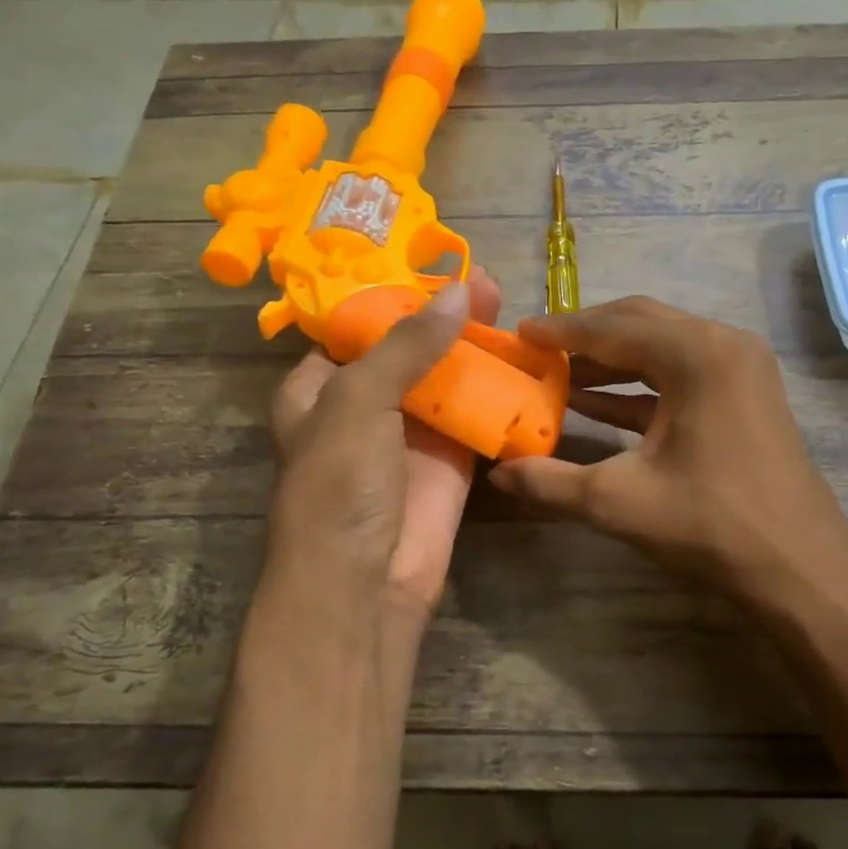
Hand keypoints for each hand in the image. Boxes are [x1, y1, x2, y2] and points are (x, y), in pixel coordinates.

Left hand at [267, 269, 502, 630]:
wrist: (365, 583)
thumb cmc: (340, 483)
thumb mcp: (358, 400)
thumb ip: (407, 344)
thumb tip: (459, 291)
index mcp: (319, 387)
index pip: (354, 328)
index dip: (392, 296)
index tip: (434, 265)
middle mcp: (365, 406)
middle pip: (409, 349)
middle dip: (444, 317)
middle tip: (487, 285)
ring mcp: (411, 435)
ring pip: (447, 380)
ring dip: (475, 349)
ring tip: (509, 309)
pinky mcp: (450, 462)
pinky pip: (476, 418)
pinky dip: (498, 394)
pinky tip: (527, 363)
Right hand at [489, 297, 847, 608]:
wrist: (800, 568)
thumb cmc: (711, 524)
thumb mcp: (618, 502)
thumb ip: (550, 482)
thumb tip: (497, 472)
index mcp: (697, 354)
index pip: (613, 327)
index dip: (560, 330)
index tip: (519, 333)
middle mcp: (724, 345)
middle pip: (640, 324)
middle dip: (586, 337)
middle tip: (537, 350)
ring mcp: (741, 369)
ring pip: (662, 348)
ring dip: (611, 361)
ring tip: (558, 376)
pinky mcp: (746, 395)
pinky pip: (682, 376)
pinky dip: (639, 386)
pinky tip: (597, 403)